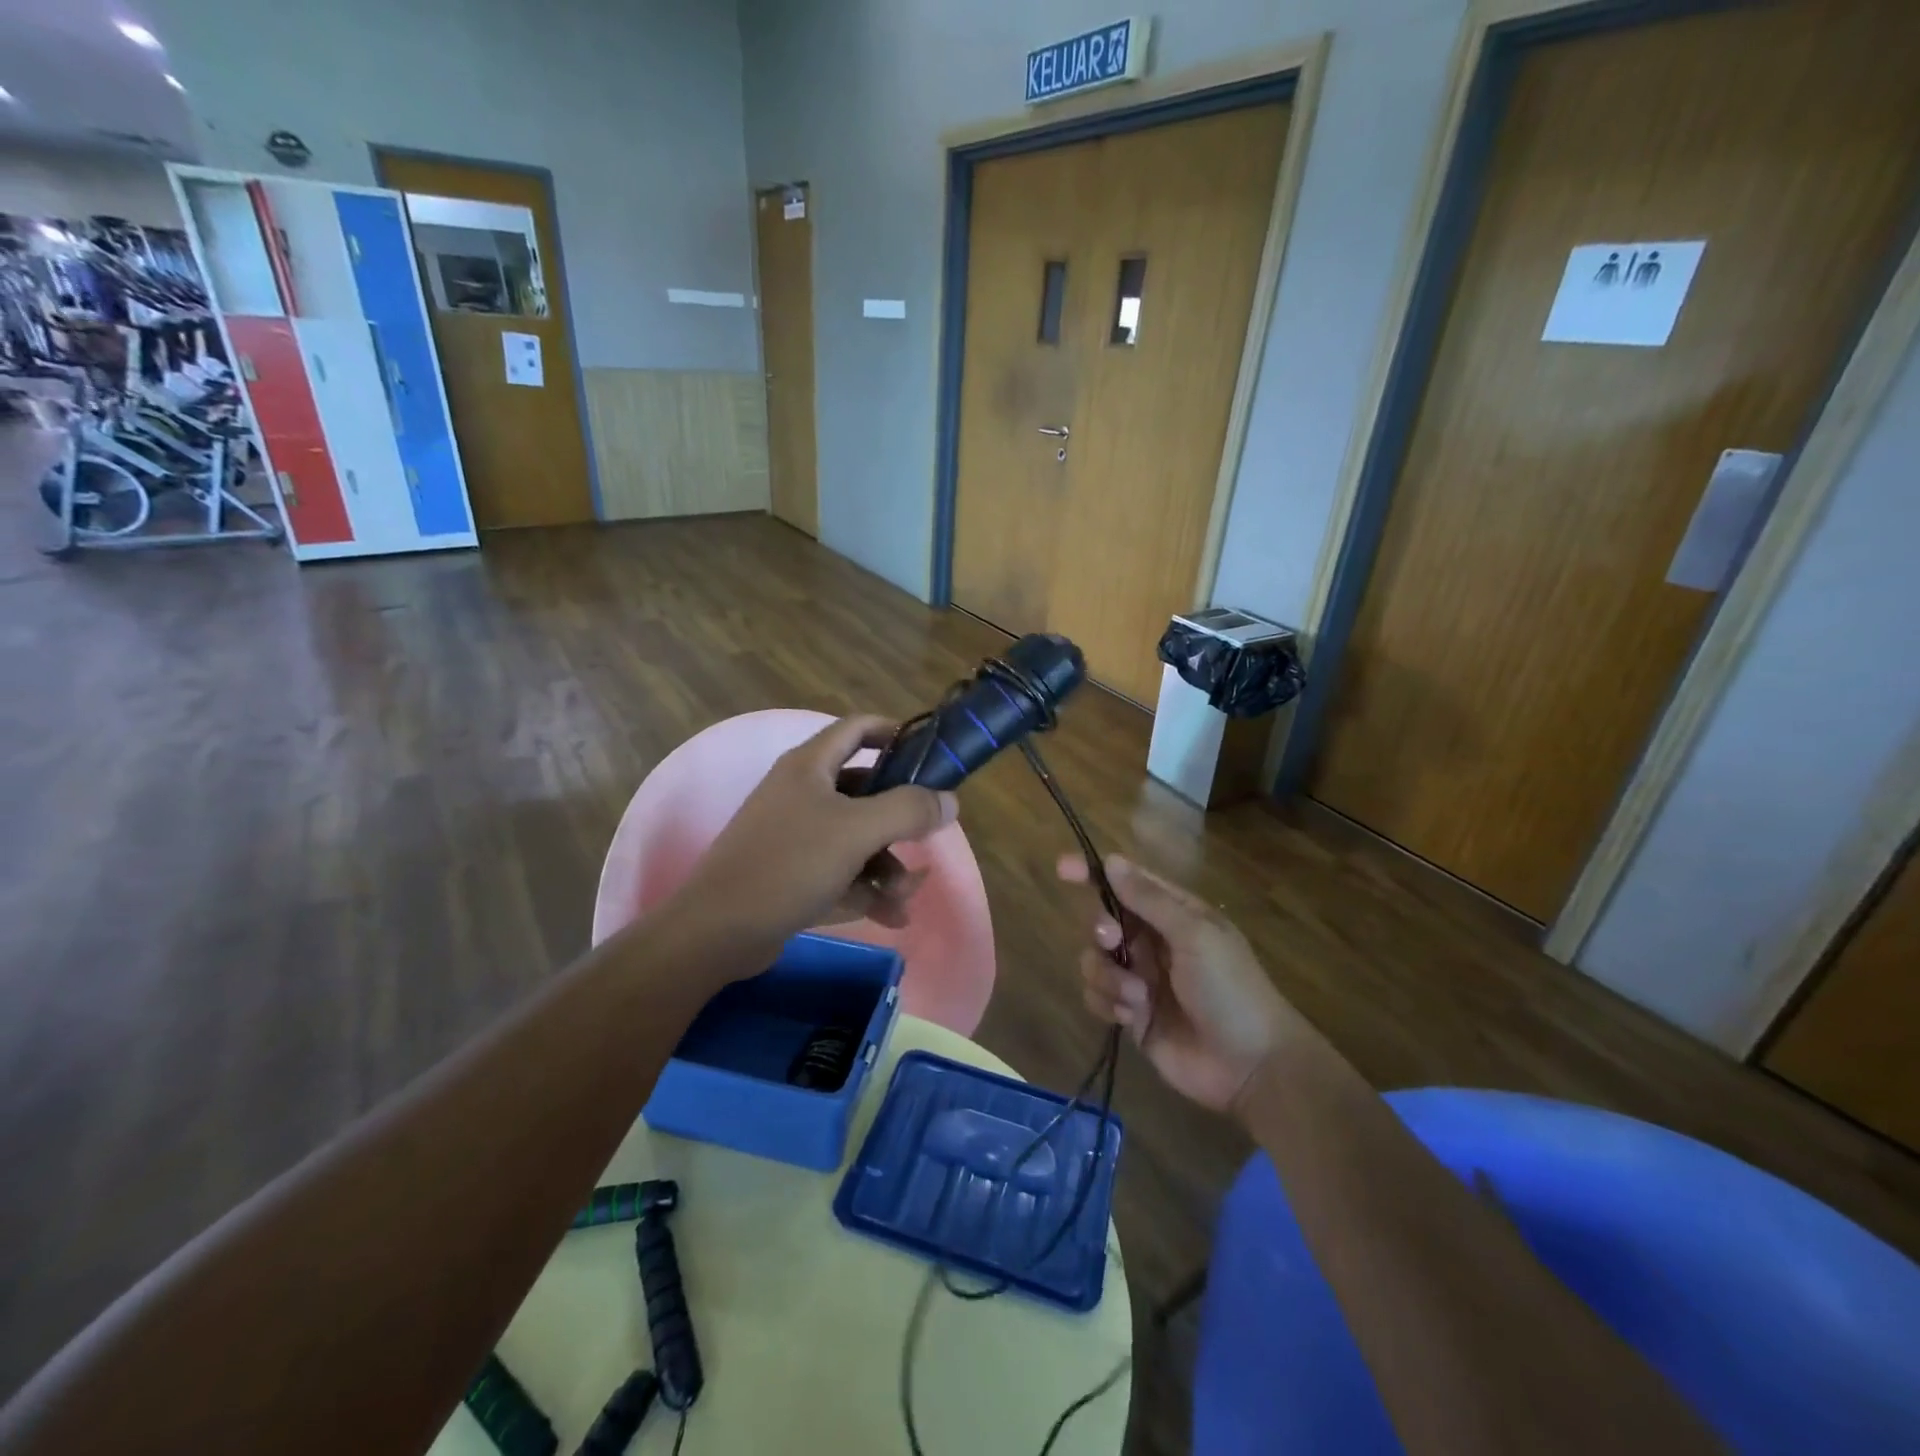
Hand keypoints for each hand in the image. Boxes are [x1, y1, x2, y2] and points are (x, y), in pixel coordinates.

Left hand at [673, 714, 956, 953]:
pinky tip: (892, 917)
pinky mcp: (790, 874)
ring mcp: (794, 835)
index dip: (894, 733)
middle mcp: (801, 793)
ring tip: (902, 900)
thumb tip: (949, 800)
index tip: (929, 754)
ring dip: (887, 866)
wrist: (717, 931)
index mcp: (810, 766)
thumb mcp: (857, 831)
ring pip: (857, 839)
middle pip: (865, 793)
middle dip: (900, 823)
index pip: (857, 729)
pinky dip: (866, 890)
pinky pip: (841, 872)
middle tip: (926, 844)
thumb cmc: (789, 864)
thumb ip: (908, 810)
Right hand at [1060, 854, 1303, 1112]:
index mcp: (1173, 914)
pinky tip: (1133, 1017)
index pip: (1126, 883)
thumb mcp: (1195, 935)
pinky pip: (1097, 997)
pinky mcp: (1131, 1015)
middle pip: (1103, 922)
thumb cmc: (1230, 989)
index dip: (1093, 873)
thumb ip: (1149, 899)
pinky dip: (1108, 1003)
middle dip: (1101, 930)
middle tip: (1113, 941)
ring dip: (1107, 976)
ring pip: (1094, 961)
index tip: (1063, 868)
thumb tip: (1111, 861)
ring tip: (1137, 997)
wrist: (1250, 1066)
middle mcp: (1153, 942)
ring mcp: (1140, 980)